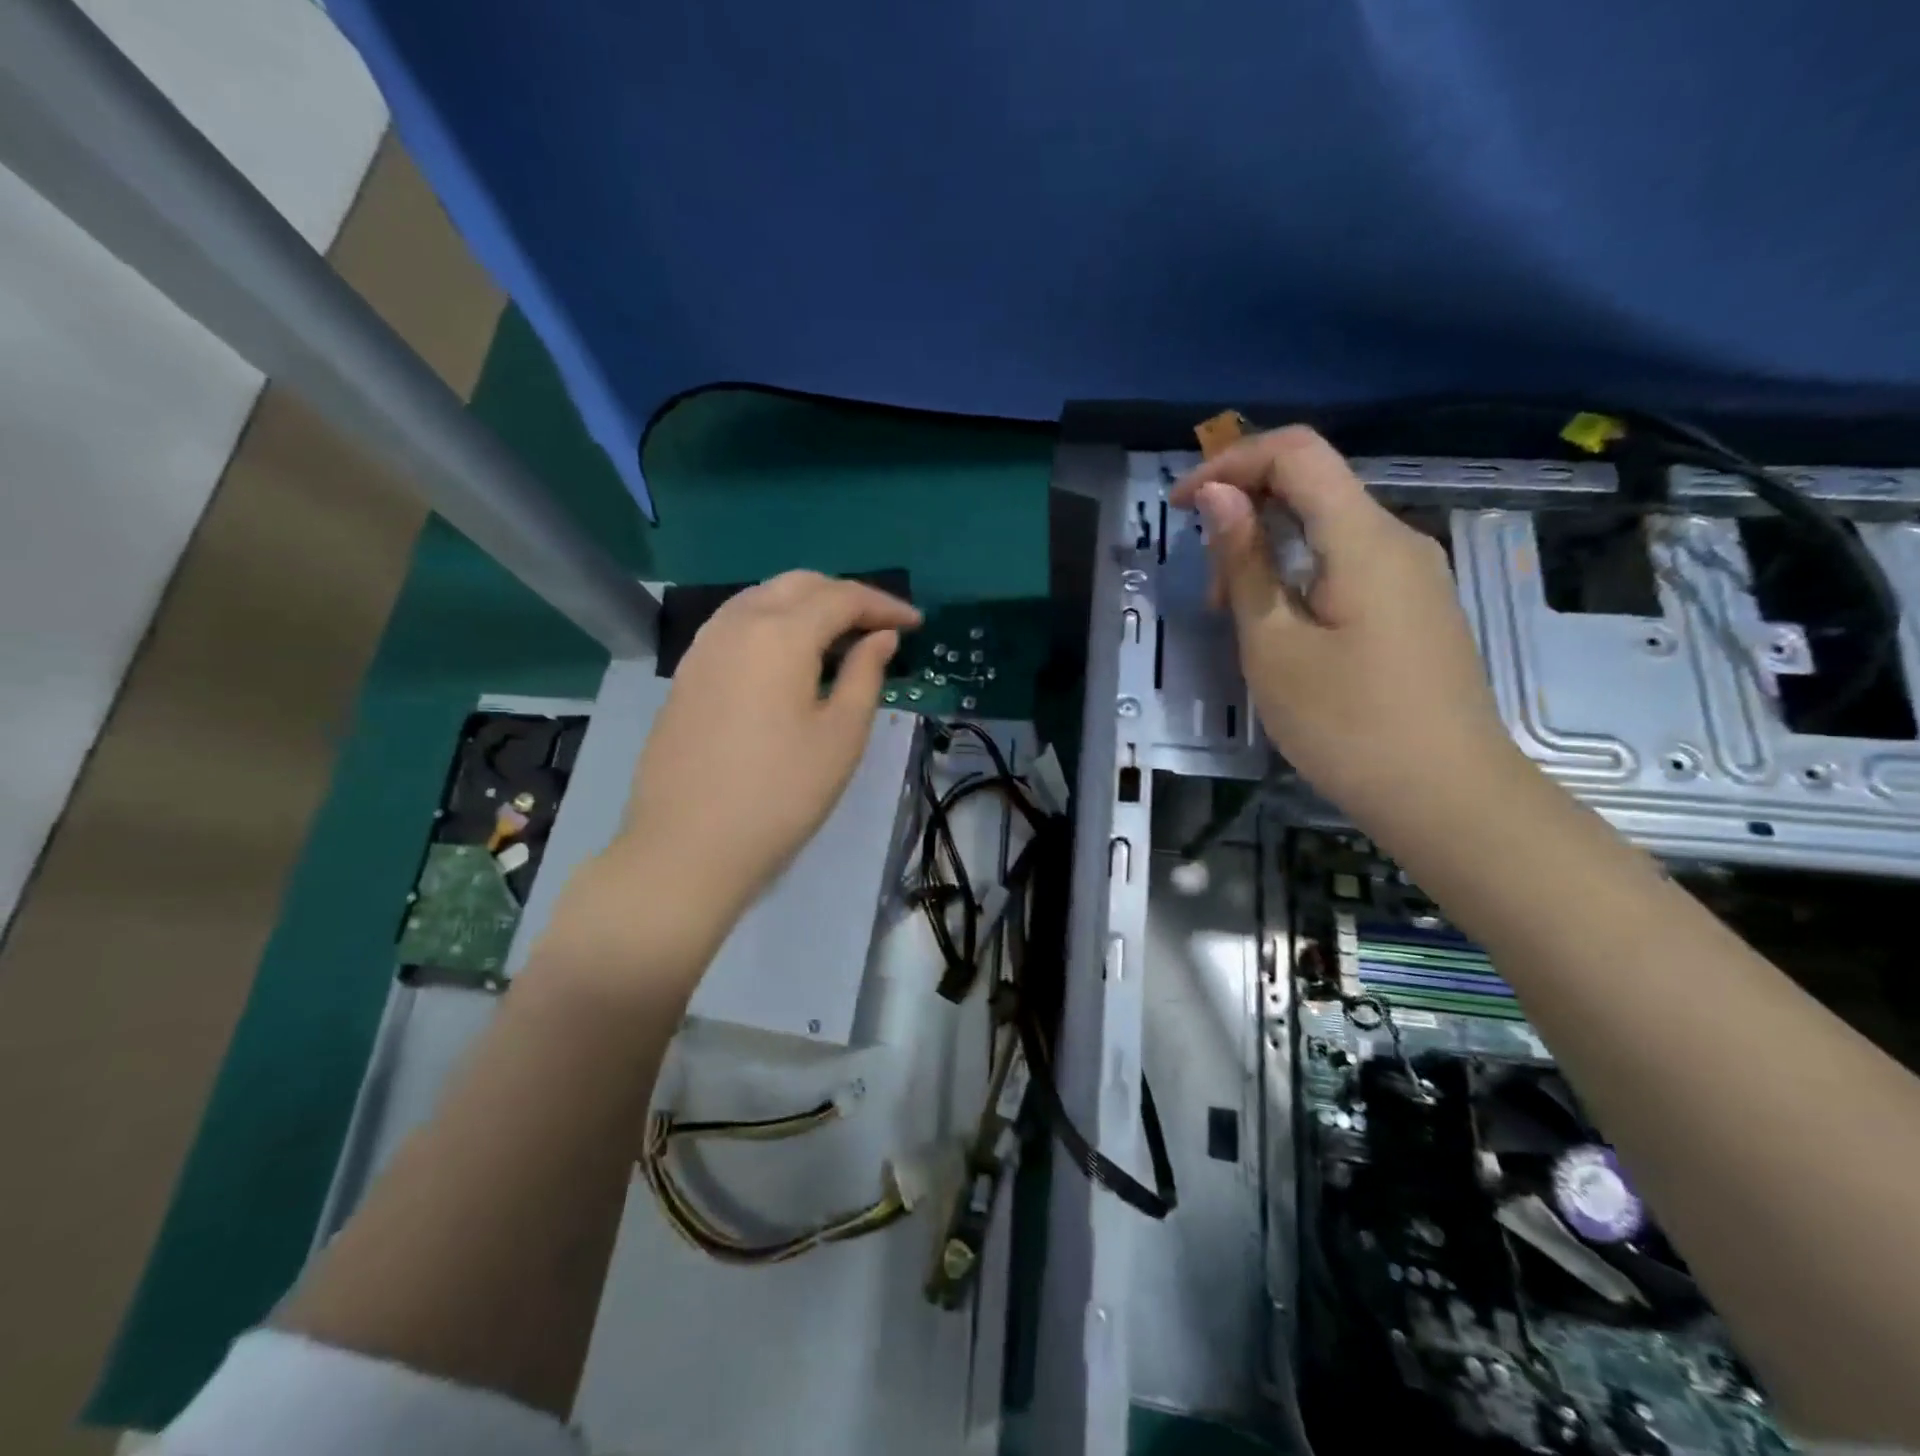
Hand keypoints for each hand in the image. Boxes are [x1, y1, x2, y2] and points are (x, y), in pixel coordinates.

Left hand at [604, 571, 920, 931]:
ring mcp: (704, 646)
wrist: (687, 845)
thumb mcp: (841, 736)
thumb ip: (865, 675)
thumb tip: (880, 638)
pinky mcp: (687, 673)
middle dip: (844, 597)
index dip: (884, 605)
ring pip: (762, 599)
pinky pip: (737, 625)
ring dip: (806, 606)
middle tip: (879, 628)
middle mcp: (737, 623)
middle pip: (799, 585)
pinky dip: (773, 624)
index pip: (842, 598)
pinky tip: (788, 659)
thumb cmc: (780, 794)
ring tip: (838, 640)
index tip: (915, 624)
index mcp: (780, 633)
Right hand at [1171, 426, 1524, 844]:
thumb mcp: (1274, 645)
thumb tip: (1219, 495)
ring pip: (1329, 530)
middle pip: (1313, 487)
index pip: (1296, 452)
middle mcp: (1398, 540)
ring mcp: (1414, 575)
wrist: (1448, 798)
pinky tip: (1280, 628)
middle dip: (1245, 515)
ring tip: (1235, 617)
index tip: (1180, 506)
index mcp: (1364, 538)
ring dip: (1270, 551)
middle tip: (1208, 589)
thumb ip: (1245, 563)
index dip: (1230, 462)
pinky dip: (1300, 576)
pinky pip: (1349, 565)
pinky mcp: (1416, 608)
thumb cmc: (1347, 724)